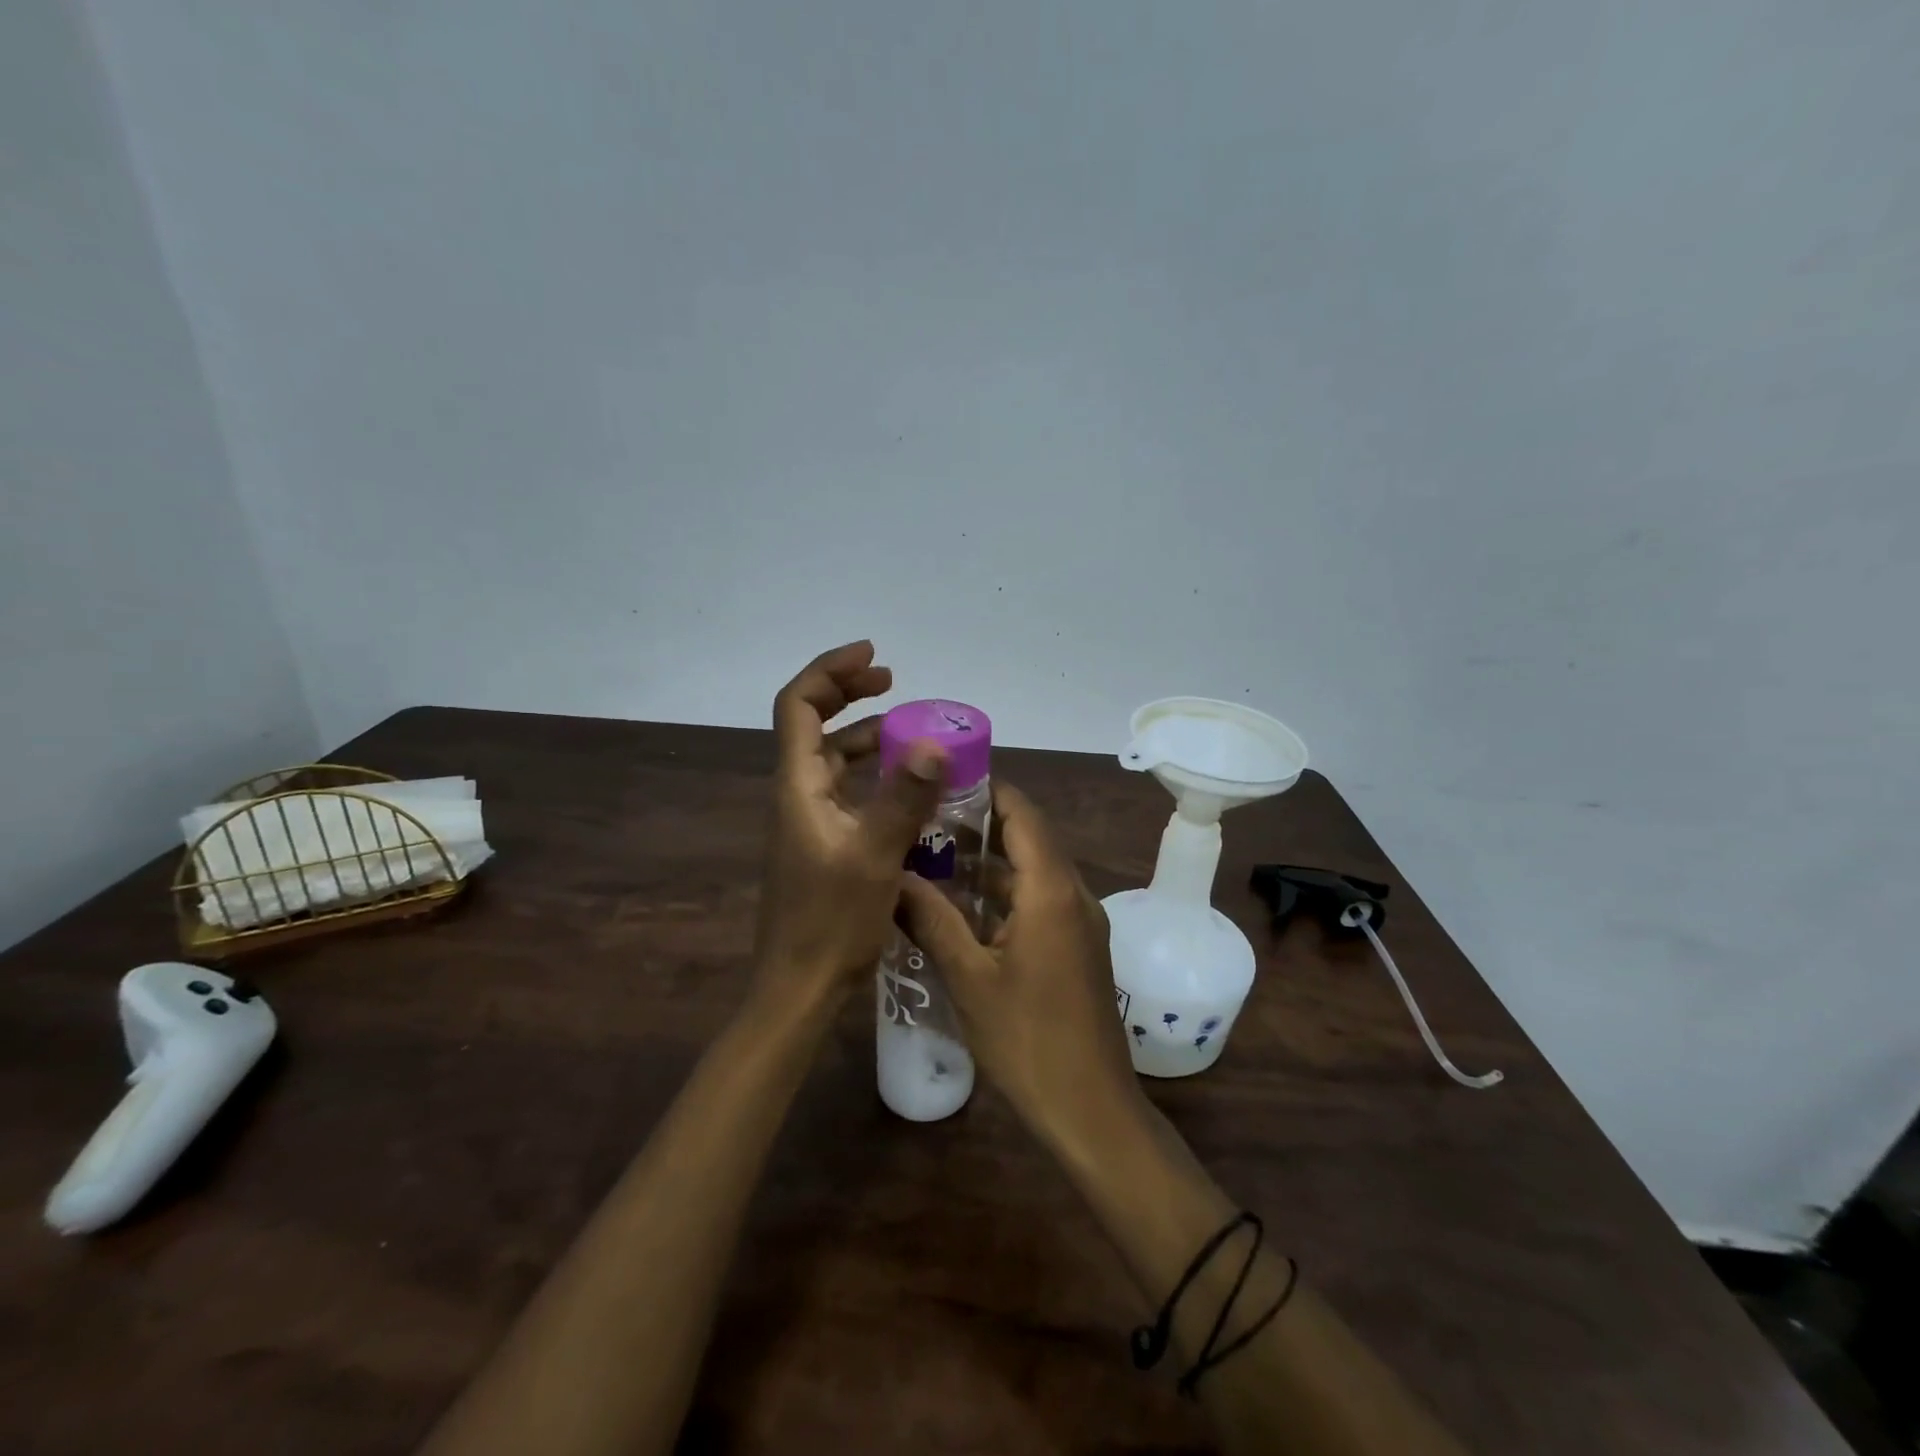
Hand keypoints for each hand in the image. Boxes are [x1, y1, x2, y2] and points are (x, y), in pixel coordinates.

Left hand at [754, 641, 947, 995]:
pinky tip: (905, 783)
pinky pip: (845, 789)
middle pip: (812, 723)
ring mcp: (807, 819)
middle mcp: (796, 793)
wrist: (799, 987)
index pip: (799, 705)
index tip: (874, 657)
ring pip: (831, 758)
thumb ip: (904, 799)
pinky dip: (871, 772)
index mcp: (797, 786)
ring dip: (864, 734)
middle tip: (893, 681)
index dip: (831, 671)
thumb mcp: (874, 857)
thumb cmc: (830, 923)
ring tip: (909, 726)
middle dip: (849, 693)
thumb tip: (935, 743)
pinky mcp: (821, 842)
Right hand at [896, 783, 1144, 1147]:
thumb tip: (893, 876)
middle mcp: (1072, 894)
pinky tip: (962, 907)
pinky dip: (1004, 893)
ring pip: (1032, 871)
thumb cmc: (1028, 1039)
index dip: (986, 790)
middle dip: (979, 825)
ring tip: (933, 857)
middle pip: (1028, 838)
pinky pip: (1040, 900)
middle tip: (925, 820)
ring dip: (989, 862)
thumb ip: (933, 919)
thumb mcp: (969, 978)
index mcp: (1051, 890)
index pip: (1022, 813)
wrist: (1091, 1107)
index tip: (942, 782)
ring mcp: (1080, 921)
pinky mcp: (1078, 946)